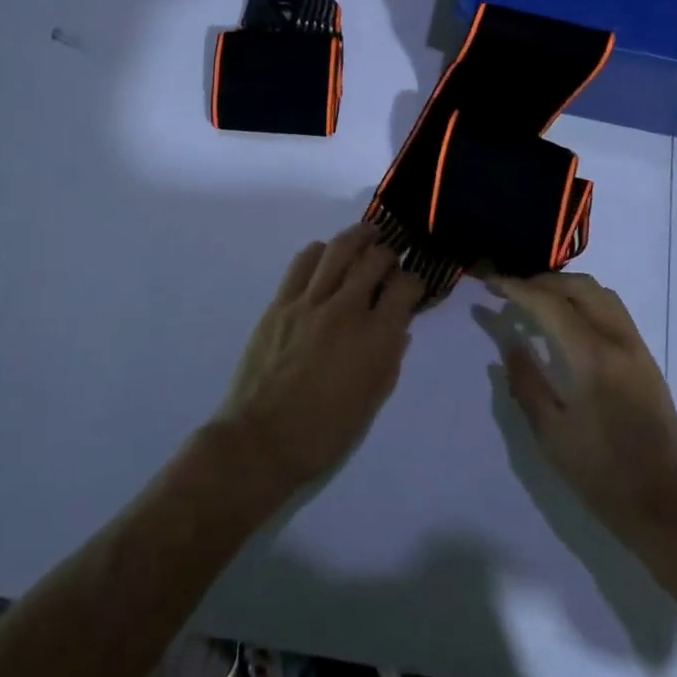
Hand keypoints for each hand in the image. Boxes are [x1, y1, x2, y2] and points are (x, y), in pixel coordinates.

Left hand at [215, 224, 424, 503]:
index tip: (413, 286)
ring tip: (366, 236)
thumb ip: (390, 359)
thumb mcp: (373, 402)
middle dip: (389, 254)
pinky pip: (303, 262)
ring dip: (358, 237)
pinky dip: (321, 251)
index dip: (415, 281)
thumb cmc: (324, 432)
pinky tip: (327, 256)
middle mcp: (346, 310)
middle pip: (374, 259)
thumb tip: (399, 328)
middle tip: (390, 259)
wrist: (261, 441)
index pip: (405, 288)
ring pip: (339, 249)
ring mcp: (309, 303)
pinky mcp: (280, 303)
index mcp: (375, 339)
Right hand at [491, 272, 676, 550]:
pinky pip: (614, 312)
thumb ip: (527, 381)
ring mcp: (638, 349)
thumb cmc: (603, 476)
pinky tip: (568, 322)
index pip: (549, 304)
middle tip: (510, 291)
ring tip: (537, 300)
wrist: (670, 509)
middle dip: (541, 281)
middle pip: (580, 287)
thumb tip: (510, 341)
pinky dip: (586, 302)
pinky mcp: (647, 361)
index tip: (490, 283)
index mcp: (592, 356)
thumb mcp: (552, 434)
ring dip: (567, 287)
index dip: (516, 288)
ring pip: (602, 294)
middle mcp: (619, 340)